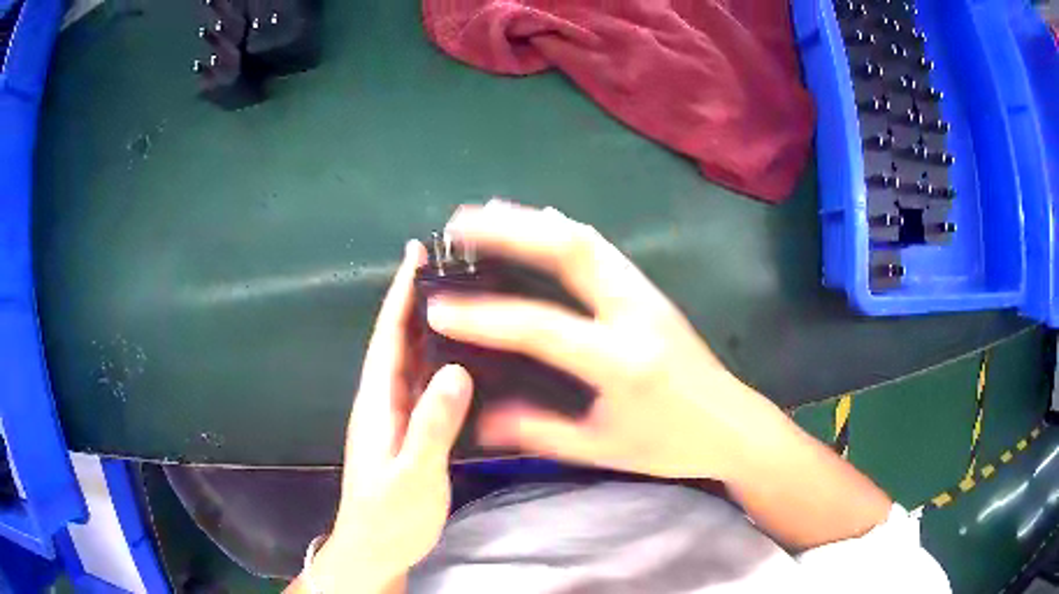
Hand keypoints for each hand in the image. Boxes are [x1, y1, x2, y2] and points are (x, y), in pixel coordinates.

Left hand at [306, 241, 471, 593]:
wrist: (376, 548)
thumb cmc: (390, 516)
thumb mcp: (413, 475)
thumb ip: (432, 426)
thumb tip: (456, 370)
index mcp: (378, 402)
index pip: (388, 336)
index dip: (399, 294)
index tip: (415, 253)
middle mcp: (383, 400)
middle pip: (398, 339)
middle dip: (415, 298)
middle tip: (448, 264)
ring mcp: (395, 415)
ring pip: (411, 359)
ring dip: (427, 324)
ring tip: (458, 296)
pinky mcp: (408, 430)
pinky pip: (423, 382)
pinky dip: (437, 358)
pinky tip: (461, 354)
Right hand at [426, 201, 782, 481]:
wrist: (732, 425)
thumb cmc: (669, 444)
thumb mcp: (601, 448)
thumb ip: (538, 431)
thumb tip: (479, 419)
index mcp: (621, 361)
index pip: (541, 327)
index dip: (484, 318)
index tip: (439, 308)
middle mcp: (634, 312)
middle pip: (569, 250)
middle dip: (508, 231)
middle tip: (459, 225)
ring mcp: (646, 293)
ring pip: (586, 238)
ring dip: (532, 220)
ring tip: (488, 214)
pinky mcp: (650, 289)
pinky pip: (601, 247)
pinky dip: (563, 230)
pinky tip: (540, 221)